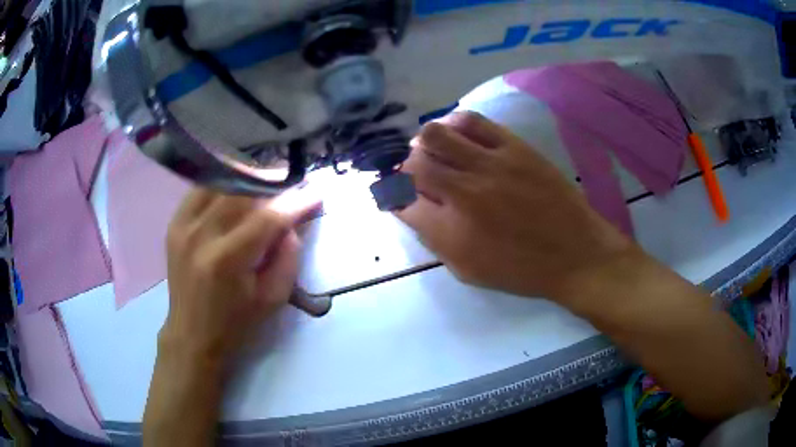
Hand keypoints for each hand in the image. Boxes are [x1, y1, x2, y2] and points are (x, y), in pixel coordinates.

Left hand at [162, 187, 320, 360]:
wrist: (192, 334)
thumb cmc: (236, 323)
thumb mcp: (273, 299)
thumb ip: (288, 257)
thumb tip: (291, 222)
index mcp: (227, 259)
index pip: (267, 217)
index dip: (295, 201)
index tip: (316, 193)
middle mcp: (201, 235)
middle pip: (242, 190)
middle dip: (273, 183)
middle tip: (291, 185)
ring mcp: (183, 225)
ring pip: (221, 182)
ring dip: (248, 180)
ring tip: (266, 186)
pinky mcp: (174, 223)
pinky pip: (202, 189)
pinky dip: (223, 186)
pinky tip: (237, 193)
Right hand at [396, 111, 635, 308]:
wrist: (575, 253)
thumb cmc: (522, 270)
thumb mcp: (468, 271)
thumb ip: (434, 240)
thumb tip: (412, 208)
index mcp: (450, 233)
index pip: (401, 202)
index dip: (394, 196)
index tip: (399, 195)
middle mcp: (463, 194)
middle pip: (413, 165)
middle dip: (406, 170)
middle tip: (418, 175)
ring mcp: (490, 165)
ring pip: (435, 135)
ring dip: (425, 143)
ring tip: (435, 151)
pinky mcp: (514, 147)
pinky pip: (472, 121)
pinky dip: (455, 124)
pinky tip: (457, 134)